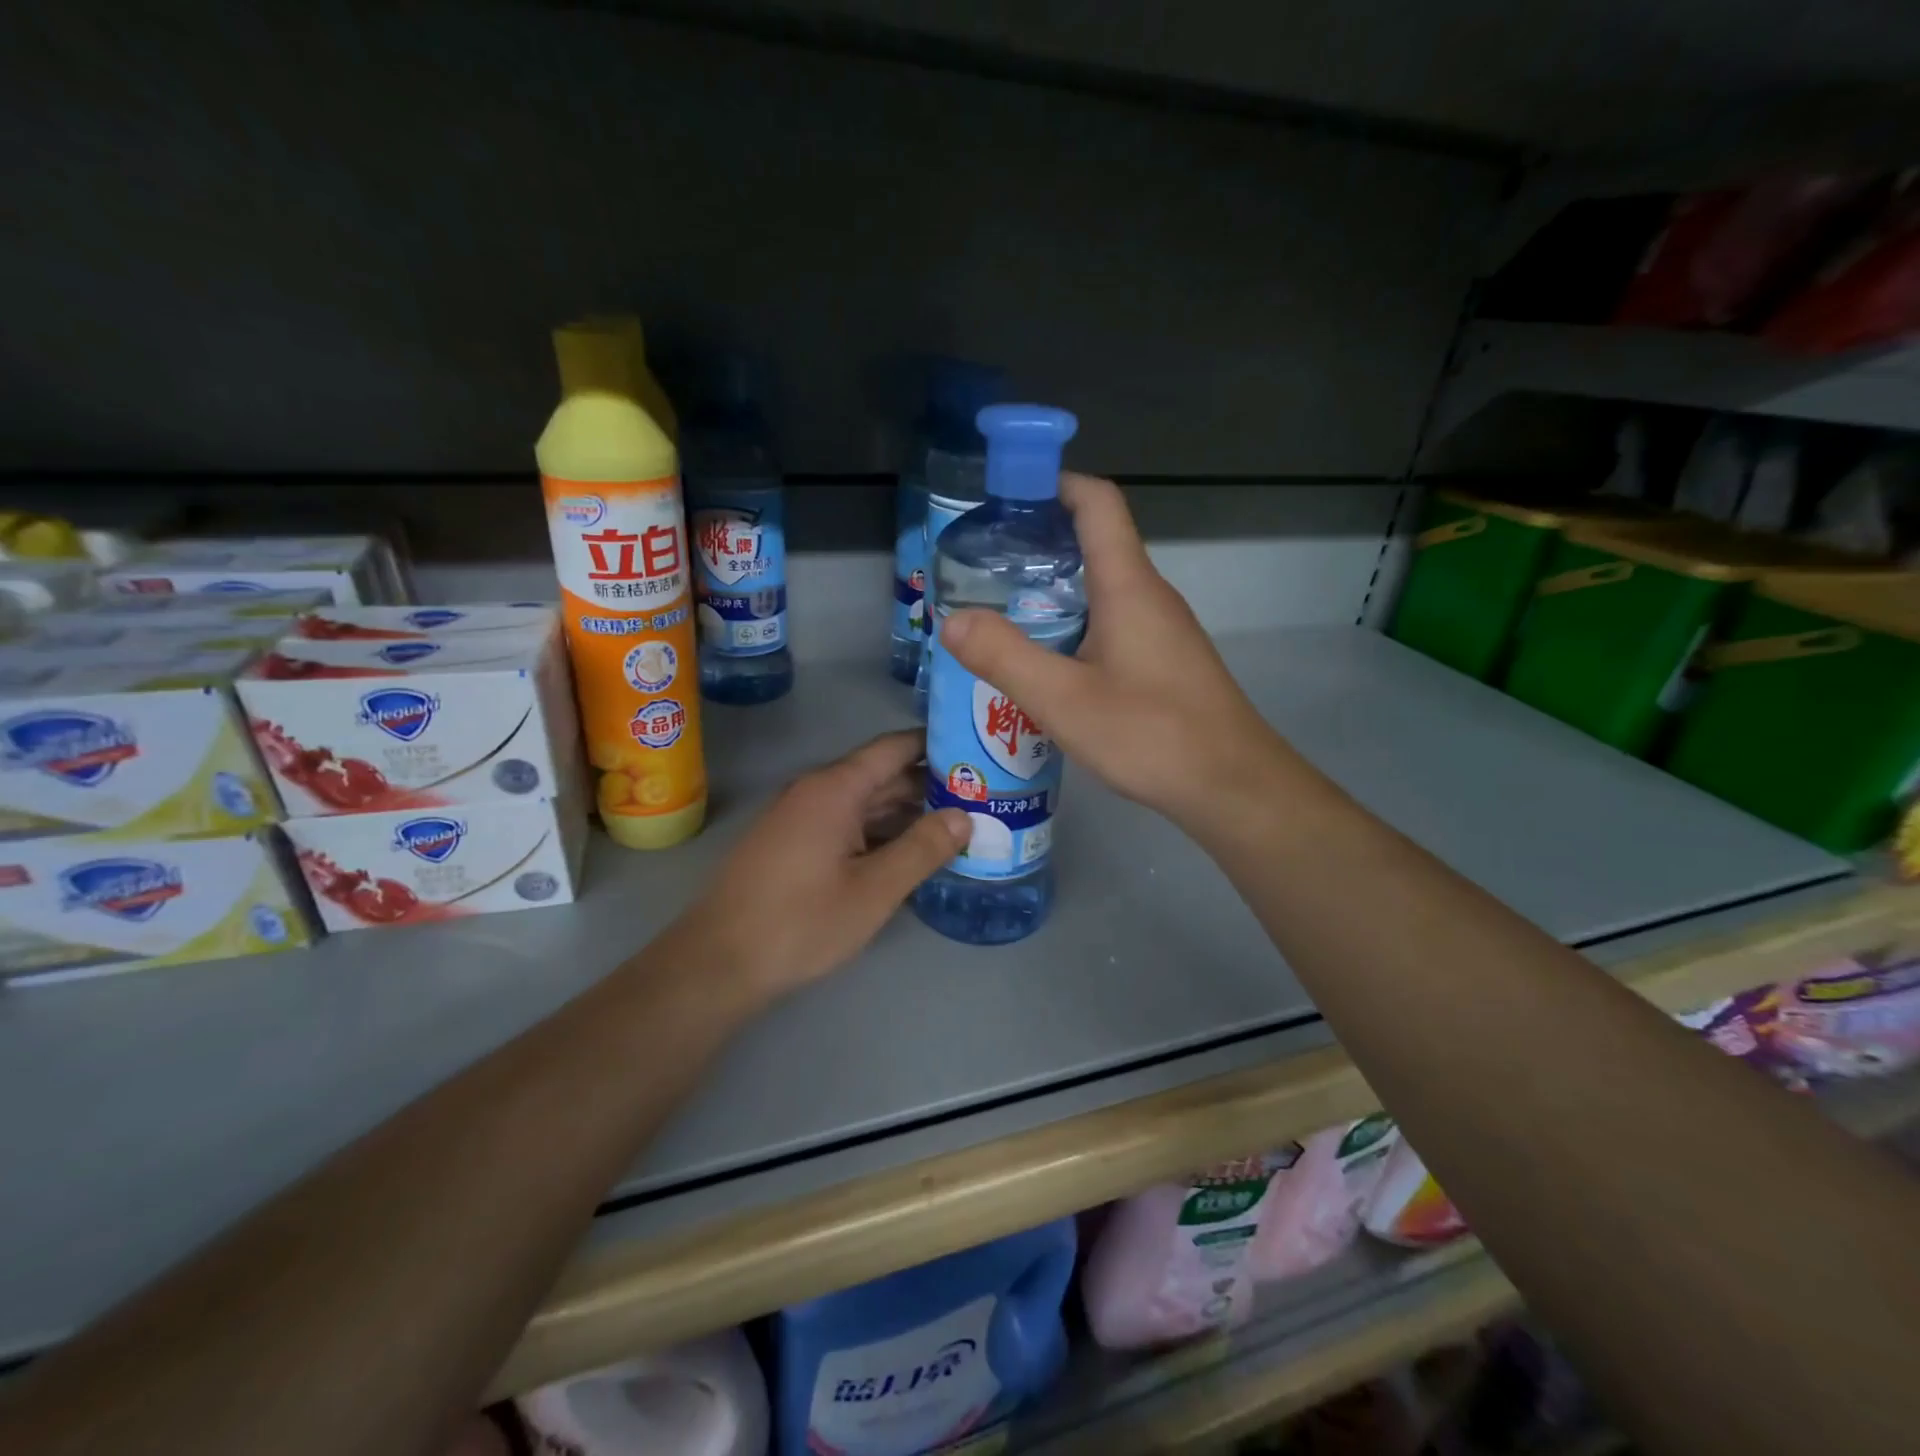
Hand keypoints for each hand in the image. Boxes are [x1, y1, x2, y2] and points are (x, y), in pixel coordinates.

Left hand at [669, 731, 969, 1000]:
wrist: (717, 963)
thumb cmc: (800, 922)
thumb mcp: (873, 890)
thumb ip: (922, 848)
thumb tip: (965, 816)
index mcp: (835, 788)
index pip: (894, 747)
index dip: (936, 745)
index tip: (977, 750)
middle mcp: (816, 792)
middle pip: (882, 775)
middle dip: (930, 785)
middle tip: (982, 796)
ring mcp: (801, 818)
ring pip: (865, 803)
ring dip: (907, 812)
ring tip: (958, 824)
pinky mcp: (793, 844)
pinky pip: (846, 824)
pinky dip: (880, 832)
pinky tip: (910, 852)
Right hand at [939, 474, 1288, 830]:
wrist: (1232, 786)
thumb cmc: (1151, 735)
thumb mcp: (1063, 700)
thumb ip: (1005, 657)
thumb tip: (952, 620)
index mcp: (1128, 585)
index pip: (1097, 502)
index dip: (1053, 483)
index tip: (1004, 495)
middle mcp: (1149, 595)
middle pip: (1095, 541)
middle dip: (1038, 541)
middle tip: (982, 565)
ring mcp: (1161, 629)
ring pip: (1102, 586)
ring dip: (1053, 587)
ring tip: (1000, 611)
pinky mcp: (1164, 660)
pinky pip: (1112, 621)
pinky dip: (1073, 622)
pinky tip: (1046, 660)